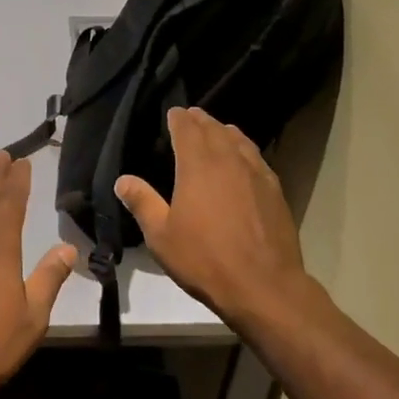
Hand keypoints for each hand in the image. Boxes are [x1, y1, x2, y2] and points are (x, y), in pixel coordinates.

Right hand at [116, 107, 326, 331]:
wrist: (263, 285)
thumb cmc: (205, 259)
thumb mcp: (161, 236)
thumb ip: (142, 203)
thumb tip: (123, 180)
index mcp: (198, 165)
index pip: (187, 129)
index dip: (179, 118)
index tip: (173, 113)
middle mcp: (229, 160)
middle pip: (214, 129)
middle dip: (201, 120)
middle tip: (191, 117)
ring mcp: (256, 173)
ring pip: (239, 140)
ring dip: (224, 131)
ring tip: (217, 131)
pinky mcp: (275, 190)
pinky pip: (256, 157)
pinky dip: (244, 149)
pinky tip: (243, 160)